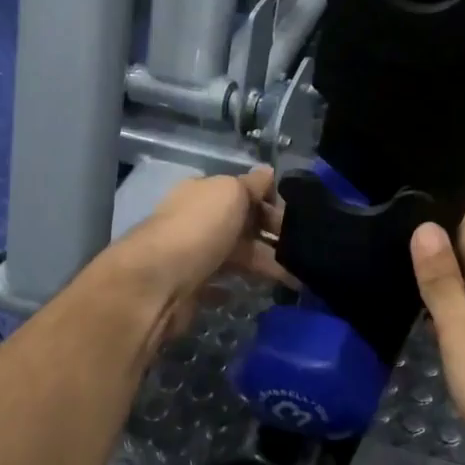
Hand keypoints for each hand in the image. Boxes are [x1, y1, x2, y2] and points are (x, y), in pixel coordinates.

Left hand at [106, 167, 290, 336]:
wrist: (158, 282)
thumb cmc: (199, 229)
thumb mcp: (231, 192)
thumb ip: (252, 184)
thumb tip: (269, 172)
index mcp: (204, 192)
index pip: (244, 192)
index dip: (272, 203)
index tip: (299, 220)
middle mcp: (197, 220)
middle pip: (243, 225)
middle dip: (273, 236)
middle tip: (306, 252)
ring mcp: (193, 255)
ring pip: (236, 256)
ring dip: (264, 264)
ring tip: (297, 278)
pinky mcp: (191, 287)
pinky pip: (221, 284)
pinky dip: (238, 286)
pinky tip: (260, 292)